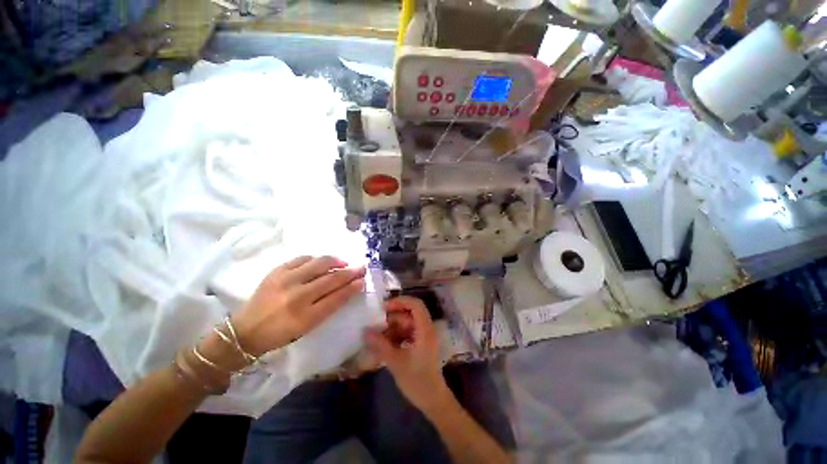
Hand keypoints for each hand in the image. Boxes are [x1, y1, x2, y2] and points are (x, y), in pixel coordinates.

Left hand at [232, 256, 365, 356]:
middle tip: (361, 267)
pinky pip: (302, 258)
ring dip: (336, 261)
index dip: (352, 287)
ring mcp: (286, 280)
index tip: (363, 280)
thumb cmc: (281, 333)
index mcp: (305, 316)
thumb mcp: (308, 327)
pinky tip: (320, 262)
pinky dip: (316, 259)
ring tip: (343, 262)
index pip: (337, 297)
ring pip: (319, 264)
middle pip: (331, 279)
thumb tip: (347, 288)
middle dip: (350, 272)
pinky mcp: (276, 271)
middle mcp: (297, 296)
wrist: (246, 330)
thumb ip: (328, 307)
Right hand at [364, 296, 449, 413]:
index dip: (400, 302)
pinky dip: (395, 336)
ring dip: (391, 328)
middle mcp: (425, 328)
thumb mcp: (396, 362)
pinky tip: (383, 345)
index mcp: (425, 329)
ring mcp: (422, 336)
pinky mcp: (419, 343)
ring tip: (376, 337)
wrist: (432, 400)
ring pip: (405, 324)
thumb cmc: (417, 381)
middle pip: (408, 313)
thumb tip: (365, 331)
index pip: (415, 304)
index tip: (383, 308)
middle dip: (392, 318)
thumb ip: (380, 345)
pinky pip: (405, 333)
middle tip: (375, 325)